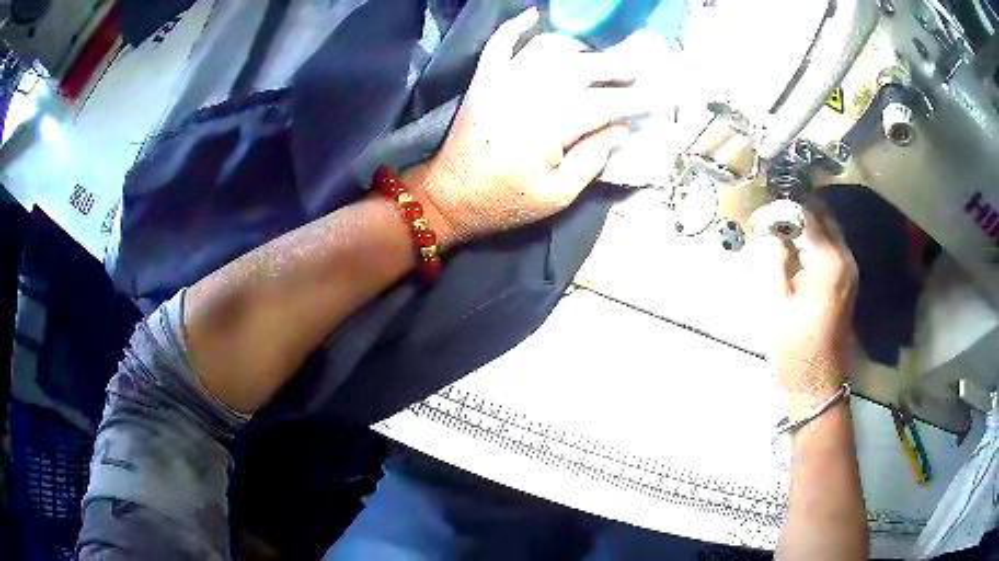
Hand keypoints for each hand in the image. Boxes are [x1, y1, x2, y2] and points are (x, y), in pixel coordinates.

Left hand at [413, 8, 647, 244]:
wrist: (449, 196)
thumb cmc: (504, 201)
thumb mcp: (556, 196)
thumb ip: (591, 160)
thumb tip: (620, 130)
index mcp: (549, 127)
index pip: (603, 104)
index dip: (632, 101)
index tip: (655, 98)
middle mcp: (528, 93)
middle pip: (581, 67)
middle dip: (615, 67)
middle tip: (636, 70)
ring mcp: (503, 81)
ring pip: (548, 48)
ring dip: (578, 48)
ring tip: (596, 58)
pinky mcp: (484, 79)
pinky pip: (500, 42)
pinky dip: (517, 26)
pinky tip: (535, 15)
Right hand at [751, 202, 857, 417]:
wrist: (818, 385)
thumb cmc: (794, 350)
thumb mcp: (774, 307)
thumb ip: (772, 261)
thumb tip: (771, 231)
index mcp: (828, 263)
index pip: (808, 214)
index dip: (784, 206)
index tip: (763, 210)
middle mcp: (845, 259)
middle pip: (822, 217)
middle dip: (797, 211)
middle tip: (769, 216)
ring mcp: (849, 271)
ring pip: (828, 231)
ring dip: (805, 225)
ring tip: (778, 230)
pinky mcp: (847, 282)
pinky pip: (830, 248)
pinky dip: (813, 241)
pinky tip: (794, 251)